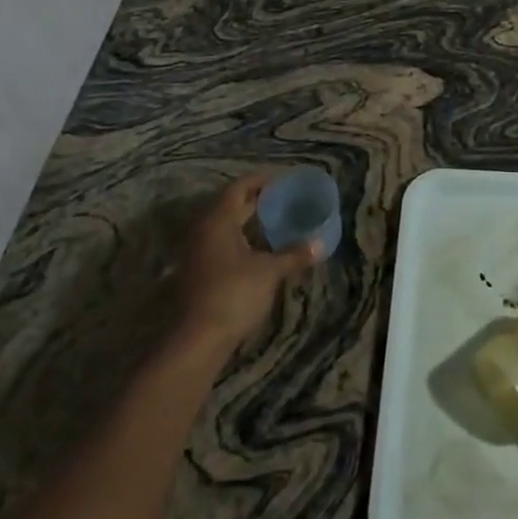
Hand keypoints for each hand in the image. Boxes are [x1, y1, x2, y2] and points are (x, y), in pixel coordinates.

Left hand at [179, 172, 320, 349]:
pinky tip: (259, 249)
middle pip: (230, 205)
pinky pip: (221, 244)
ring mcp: (197, 253)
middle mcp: (203, 231)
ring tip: (275, 221)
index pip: (239, 187)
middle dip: (256, 200)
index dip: (261, 179)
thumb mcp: (269, 272)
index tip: (283, 178)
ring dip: (247, 221)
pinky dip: (240, 239)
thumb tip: (321, 243)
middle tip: (283, 198)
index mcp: (218, 220)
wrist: (197, 340)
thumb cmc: (233, 294)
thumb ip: (294, 255)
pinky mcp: (197, 273)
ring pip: (224, 226)